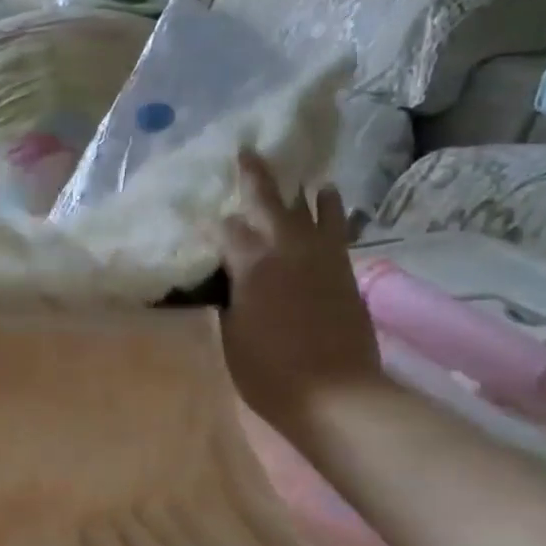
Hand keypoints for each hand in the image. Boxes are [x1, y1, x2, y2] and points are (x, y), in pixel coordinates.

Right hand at [219, 151, 381, 424]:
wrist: (336, 393)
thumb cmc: (269, 371)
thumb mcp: (229, 336)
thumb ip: (224, 300)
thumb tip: (221, 281)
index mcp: (253, 264)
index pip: (227, 231)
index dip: (212, 225)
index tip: (200, 221)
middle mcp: (288, 249)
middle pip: (271, 202)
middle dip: (256, 176)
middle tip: (247, 151)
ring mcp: (322, 258)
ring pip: (314, 210)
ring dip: (304, 192)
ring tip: (304, 177)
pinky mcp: (345, 272)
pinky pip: (338, 231)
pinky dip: (332, 214)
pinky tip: (331, 205)